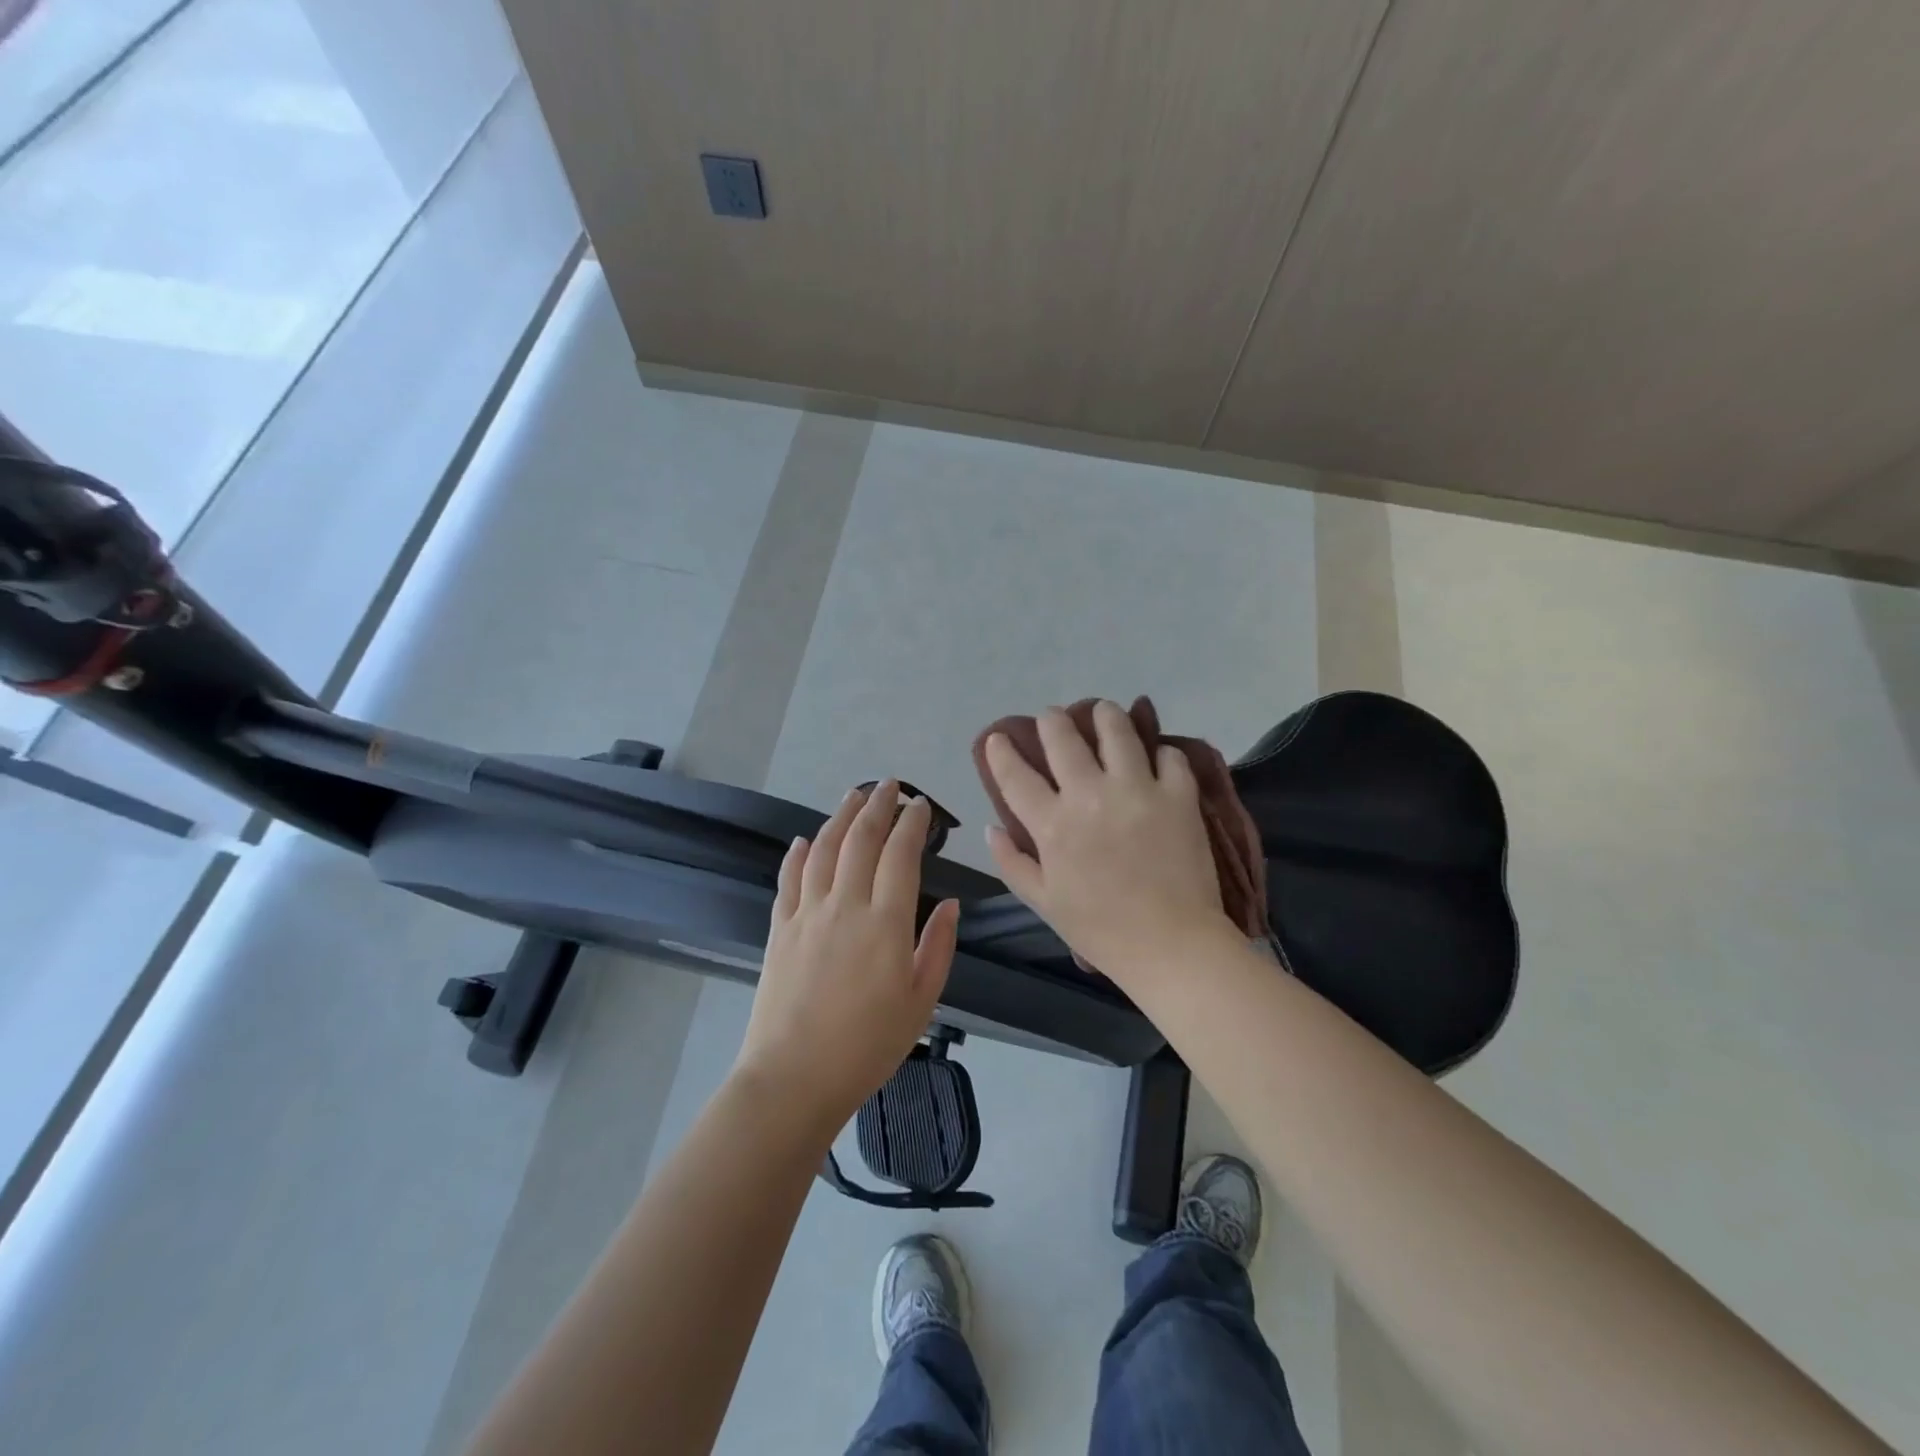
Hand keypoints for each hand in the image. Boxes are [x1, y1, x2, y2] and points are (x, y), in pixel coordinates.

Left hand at [734, 781, 959, 1139]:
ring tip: (853, 795)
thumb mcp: (922, 1002)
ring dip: (840, 816)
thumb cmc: (868, 1045)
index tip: (921, 805)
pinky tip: (805, 840)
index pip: (900, 854)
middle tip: (890, 786)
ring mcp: (807, 913)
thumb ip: (938, 946)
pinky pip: (789, 879)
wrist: (794, 1078)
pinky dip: (799, 854)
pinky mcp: (780, 928)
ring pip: (824, 849)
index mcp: (885, 922)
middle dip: (877, 806)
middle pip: (861, 839)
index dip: (912, 823)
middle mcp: (845, 904)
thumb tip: (949, 903)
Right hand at [983, 701, 1233, 987]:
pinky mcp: (1178, 796)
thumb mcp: (1044, 903)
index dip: (1002, 752)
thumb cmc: (1101, 930)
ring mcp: (1137, 791)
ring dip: (1105, 715)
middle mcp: (1090, 796)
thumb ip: (1012, 863)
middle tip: (1052, 716)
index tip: (998, 738)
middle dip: (1052, 720)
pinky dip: (1161, 751)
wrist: (1171, 946)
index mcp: (1052, 826)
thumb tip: (992, 827)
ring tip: (1103, 711)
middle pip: (1063, 739)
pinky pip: (1170, 756)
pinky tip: (1156, 756)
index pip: (1016, 776)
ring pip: (1117, 731)